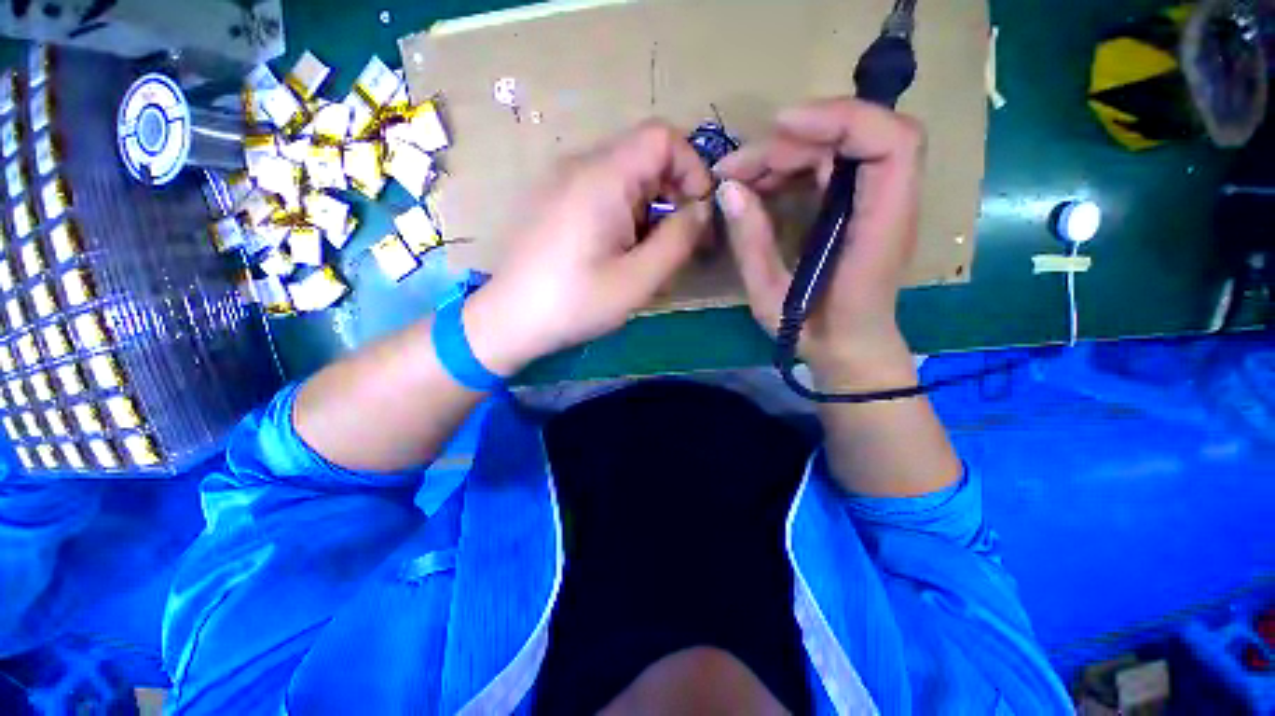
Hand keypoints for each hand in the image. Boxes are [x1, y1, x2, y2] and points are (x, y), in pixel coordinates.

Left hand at [463, 121, 713, 374]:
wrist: (509, 320)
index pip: (662, 137)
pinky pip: (603, 195)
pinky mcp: (555, 202)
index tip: (698, 214)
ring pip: (626, 181)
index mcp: (602, 177)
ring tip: (649, 259)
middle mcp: (580, 167)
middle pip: (645, 160)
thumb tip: (702, 209)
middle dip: (674, 198)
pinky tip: (620, 256)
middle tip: (681, 246)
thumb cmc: (575, 303)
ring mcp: (563, 183)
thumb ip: (679, 239)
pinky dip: (626, 218)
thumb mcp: (638, 280)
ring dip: (650, 213)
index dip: (692, 168)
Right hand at [714, 98, 924, 388]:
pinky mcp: (858, 208)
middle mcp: (889, 205)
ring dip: (787, 152)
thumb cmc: (815, 333)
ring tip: (739, 177)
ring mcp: (875, 203)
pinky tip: (760, 185)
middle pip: (857, 137)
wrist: (850, 349)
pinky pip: (830, 168)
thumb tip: (727, 191)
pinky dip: (793, 167)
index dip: (839, 120)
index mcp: (881, 229)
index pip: (890, 144)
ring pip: (841, 148)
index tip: (779, 127)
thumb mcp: (772, 298)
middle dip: (792, 141)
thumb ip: (752, 245)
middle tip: (735, 168)